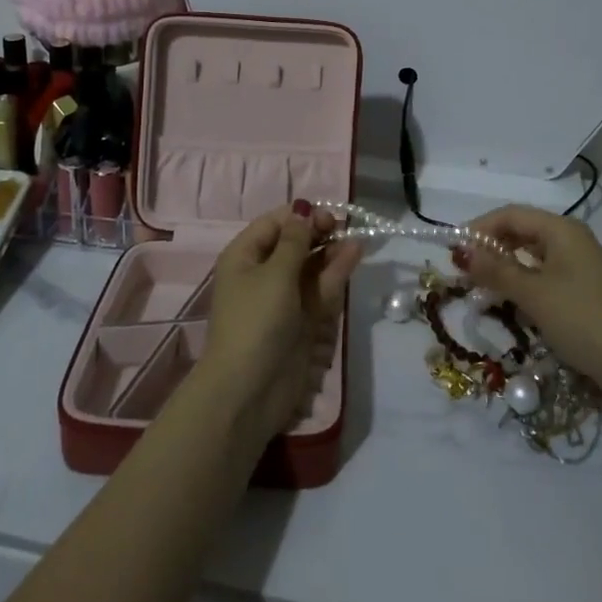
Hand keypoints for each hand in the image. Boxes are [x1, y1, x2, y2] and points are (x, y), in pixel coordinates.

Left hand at [200, 204, 361, 443]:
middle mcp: (262, 272)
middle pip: (294, 243)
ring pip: (310, 266)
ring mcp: (283, 298)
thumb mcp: (275, 274)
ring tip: (356, 239)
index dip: (300, 216)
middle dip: (318, 232)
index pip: (274, 223)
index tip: (327, 214)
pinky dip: (335, 273)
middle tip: (343, 226)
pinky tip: (354, 255)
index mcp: (244, 256)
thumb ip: (295, 241)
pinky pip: (319, 288)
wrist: (249, 391)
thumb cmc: (256, 321)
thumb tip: (303, 211)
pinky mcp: (302, 319)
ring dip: (331, 251)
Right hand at [462, 205, 601, 394]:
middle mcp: (570, 239)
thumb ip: (495, 270)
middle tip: (463, 270)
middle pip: (520, 232)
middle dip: (490, 248)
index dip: (479, 228)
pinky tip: (508, 301)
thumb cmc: (581, 319)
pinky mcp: (581, 290)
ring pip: (530, 256)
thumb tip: (461, 251)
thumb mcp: (533, 294)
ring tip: (480, 287)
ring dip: (504, 268)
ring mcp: (577, 265)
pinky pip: (542, 275)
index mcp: (561, 229)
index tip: (454, 250)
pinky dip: (521, 283)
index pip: (510, 215)